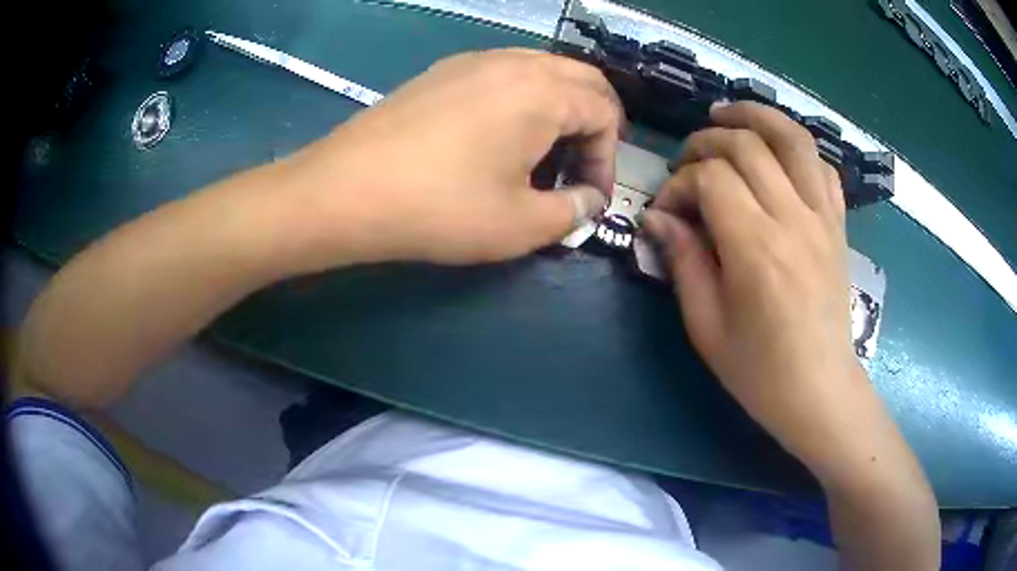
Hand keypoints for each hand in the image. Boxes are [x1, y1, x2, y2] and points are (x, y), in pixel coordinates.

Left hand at [276, 48, 620, 269]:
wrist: (345, 190)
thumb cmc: (440, 207)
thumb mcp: (520, 225)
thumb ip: (571, 212)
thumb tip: (589, 201)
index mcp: (543, 91)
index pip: (605, 112)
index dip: (607, 159)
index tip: (589, 198)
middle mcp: (513, 62)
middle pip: (580, 81)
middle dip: (592, 126)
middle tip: (579, 169)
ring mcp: (473, 61)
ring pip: (541, 72)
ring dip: (558, 111)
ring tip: (540, 157)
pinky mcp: (441, 72)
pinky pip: (503, 75)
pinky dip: (521, 101)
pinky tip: (497, 139)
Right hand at [643, 101, 859, 454]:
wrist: (821, 391)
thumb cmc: (760, 372)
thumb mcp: (707, 327)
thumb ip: (684, 262)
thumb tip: (658, 218)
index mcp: (757, 249)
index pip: (710, 179)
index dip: (679, 184)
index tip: (667, 212)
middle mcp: (794, 220)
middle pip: (747, 145)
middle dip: (706, 143)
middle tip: (688, 165)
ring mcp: (823, 218)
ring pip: (793, 138)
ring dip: (756, 116)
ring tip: (727, 117)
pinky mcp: (838, 225)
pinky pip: (822, 167)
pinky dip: (797, 148)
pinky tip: (777, 155)